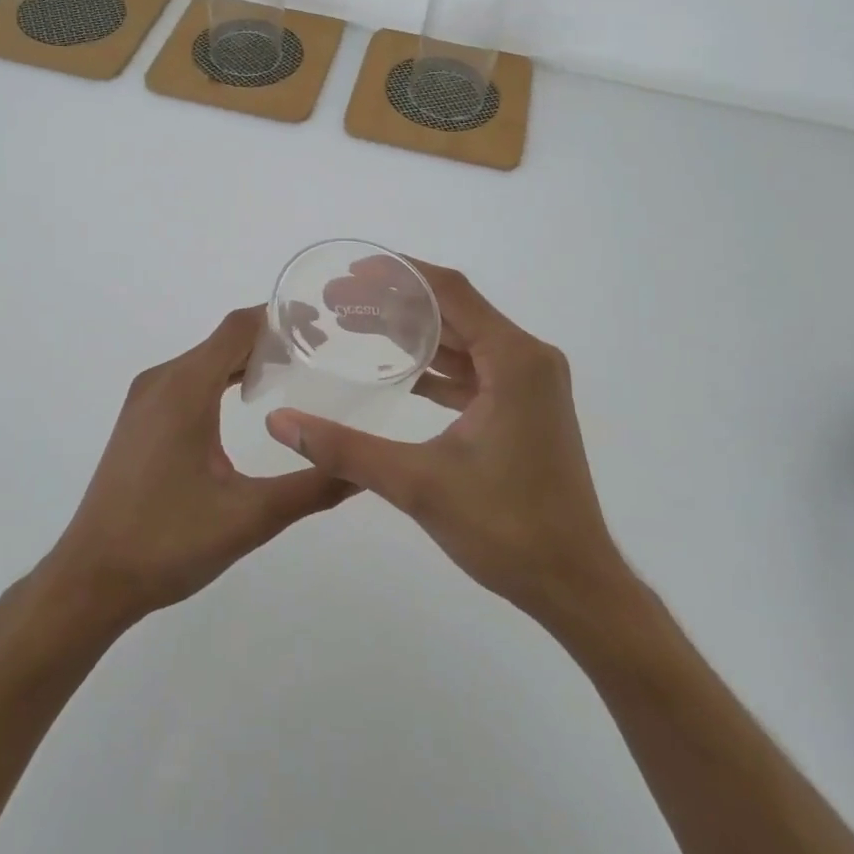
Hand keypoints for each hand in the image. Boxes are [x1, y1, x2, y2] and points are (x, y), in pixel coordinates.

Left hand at [40, 307, 354, 631]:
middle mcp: (162, 381)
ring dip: (247, 359)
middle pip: (224, 339)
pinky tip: (249, 403)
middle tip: (322, 353)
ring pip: (205, 359)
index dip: (281, 317)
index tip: (323, 325)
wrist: (91, 578)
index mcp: (185, 388)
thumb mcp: (250, 516)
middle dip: (272, 339)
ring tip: (295, 373)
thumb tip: (364, 473)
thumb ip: (312, 488)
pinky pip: (188, 380)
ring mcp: (145, 399)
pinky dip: (223, 378)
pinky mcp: (140, 420)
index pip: (239, 327)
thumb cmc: (169, 541)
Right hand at [265, 261, 626, 624]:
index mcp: (515, 360)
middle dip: (396, 303)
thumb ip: (345, 449)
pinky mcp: (524, 408)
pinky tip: (397, 370)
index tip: (351, 270)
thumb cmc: (506, 528)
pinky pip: (474, 370)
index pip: (450, 293)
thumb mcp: (418, 484)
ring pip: (463, 341)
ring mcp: (530, 385)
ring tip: (356, 326)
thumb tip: (279, 423)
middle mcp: (528, 359)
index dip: (399, 275)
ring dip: (414, 334)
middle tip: (339, 301)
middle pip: (455, 312)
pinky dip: (436, 366)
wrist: (574, 583)